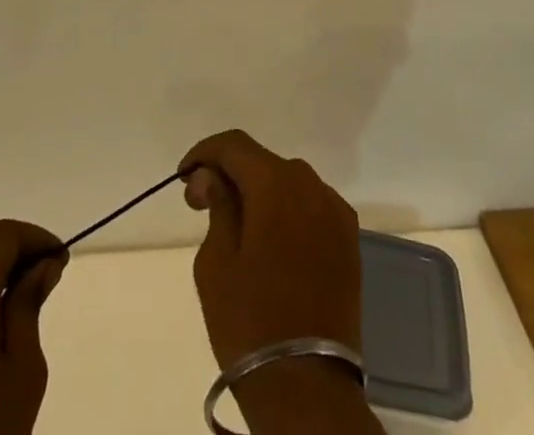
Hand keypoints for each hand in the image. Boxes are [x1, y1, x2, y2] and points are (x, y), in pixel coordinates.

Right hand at [179, 130, 377, 434]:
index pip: (234, 145)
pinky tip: (272, 241)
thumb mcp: (216, 262)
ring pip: (289, 183)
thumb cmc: (250, 322)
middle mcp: (311, 184)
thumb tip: (212, 176)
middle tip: (204, 204)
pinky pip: (311, 207)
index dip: (204, 153)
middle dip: (231, 174)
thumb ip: (216, 205)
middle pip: (262, 162)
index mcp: (276, 183)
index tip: (184, 178)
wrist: (307, 387)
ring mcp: (335, 211)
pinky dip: (288, 212)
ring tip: (238, 225)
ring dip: (261, 193)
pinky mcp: (349, 239)